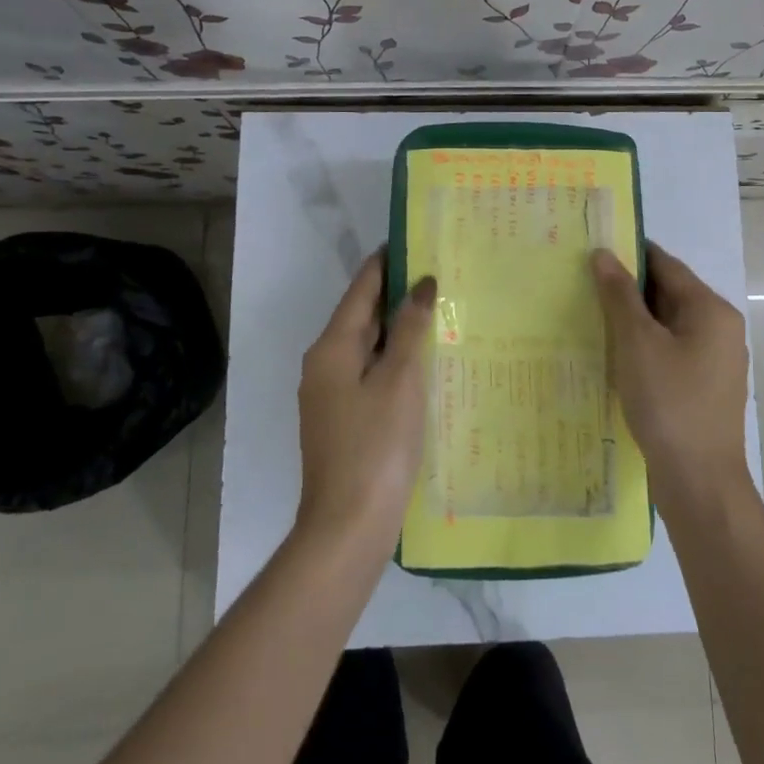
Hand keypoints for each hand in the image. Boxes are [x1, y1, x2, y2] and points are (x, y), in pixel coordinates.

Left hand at [294, 255, 436, 549]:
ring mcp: (331, 394)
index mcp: (332, 348)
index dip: (386, 262)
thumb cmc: (376, 445)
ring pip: (369, 346)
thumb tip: (422, 284)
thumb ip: (411, 328)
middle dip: (397, 293)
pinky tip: (425, 360)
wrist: (348, 525)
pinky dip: (396, 359)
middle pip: (363, 316)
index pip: (361, 289)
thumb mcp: (400, 380)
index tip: (414, 238)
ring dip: (399, 328)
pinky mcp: (344, 419)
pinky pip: (371, 373)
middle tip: (439, 272)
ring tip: (439, 308)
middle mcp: (324, 364)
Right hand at [592, 242, 750, 500]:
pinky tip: (614, 354)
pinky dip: (644, 346)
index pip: (666, 265)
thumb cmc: (669, 403)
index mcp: (711, 310)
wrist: (699, 481)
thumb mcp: (637, 343)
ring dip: (633, 319)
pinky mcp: (704, 386)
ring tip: (590, 315)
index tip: (592, 250)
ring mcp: (714, 360)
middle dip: (628, 289)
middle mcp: (720, 328)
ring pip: (668, 324)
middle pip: (669, 293)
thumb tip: (603, 254)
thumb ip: (619, 296)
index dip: (629, 255)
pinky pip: (670, 351)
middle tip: (582, 283)